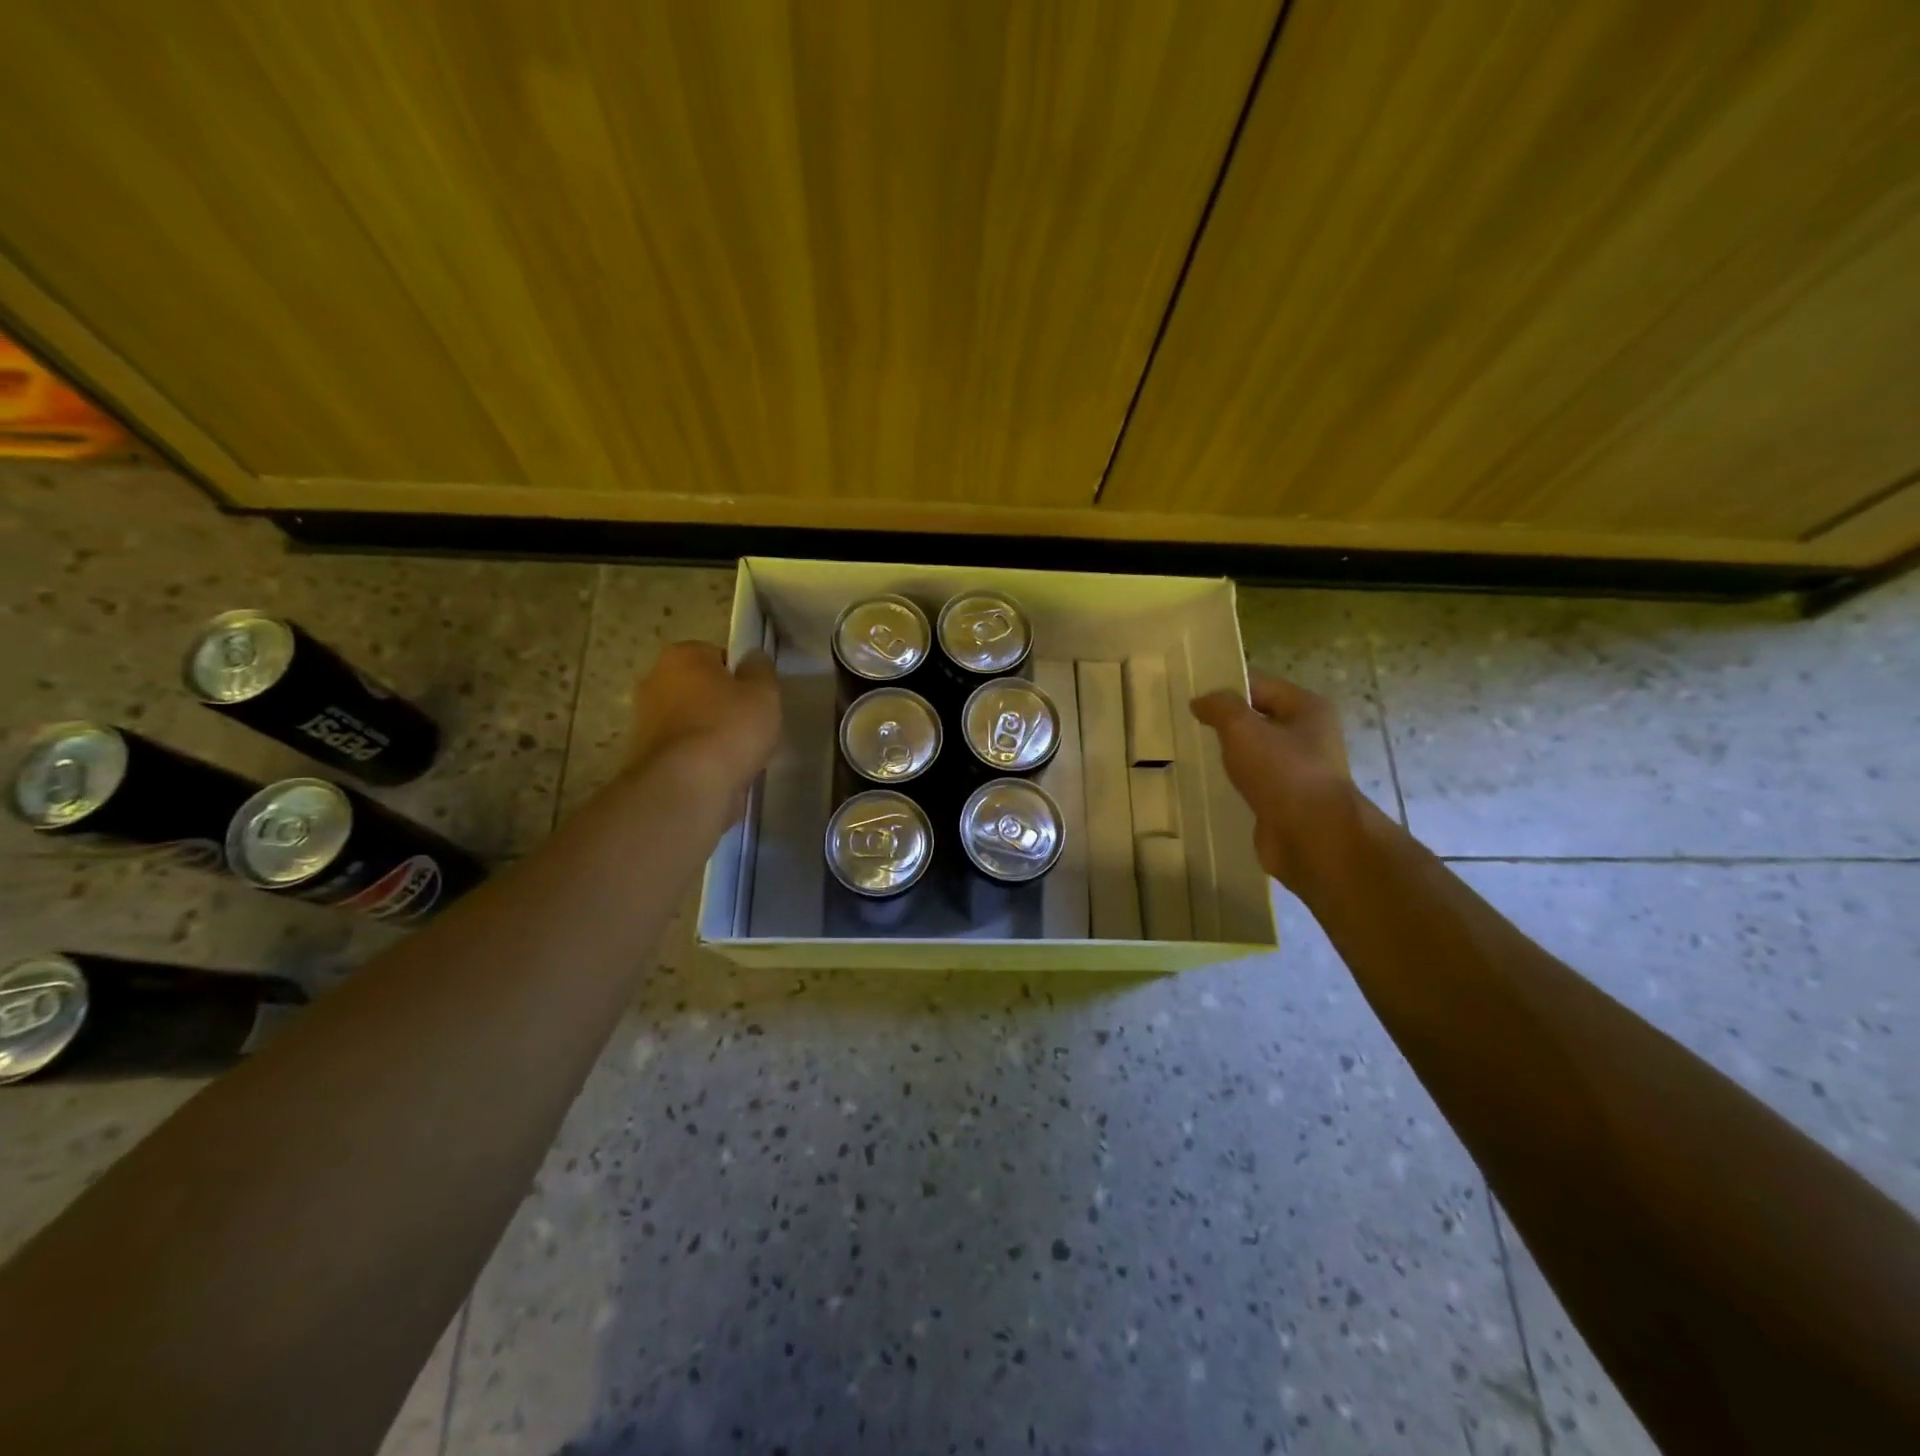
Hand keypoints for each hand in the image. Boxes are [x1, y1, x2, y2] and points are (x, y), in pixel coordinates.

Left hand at [628, 642, 780, 797]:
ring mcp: (644, 721)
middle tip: (749, 727)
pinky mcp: (644, 757)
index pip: (717, 656)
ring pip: (690, 722)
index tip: (755, 699)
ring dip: (710, 735)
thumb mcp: (764, 692)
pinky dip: (698, 760)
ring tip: (737, 756)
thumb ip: (761, 670)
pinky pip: (683, 751)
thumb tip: (752, 659)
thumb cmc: (729, 728)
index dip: (740, 677)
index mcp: (681, 656)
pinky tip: (718, 774)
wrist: (686, 786)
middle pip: (700, 689)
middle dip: (721, 705)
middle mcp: (654, 681)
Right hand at [1190, 672, 1363, 891]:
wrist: (1313, 838)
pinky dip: (1234, 782)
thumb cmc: (1283, 773)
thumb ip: (1220, 707)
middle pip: (1257, 718)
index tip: (1189, 697)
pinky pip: (1254, 782)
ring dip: (1228, 755)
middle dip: (1223, 722)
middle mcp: (1308, 735)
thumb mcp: (1244, 729)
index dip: (1224, 687)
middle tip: (1185, 725)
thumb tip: (1201, 700)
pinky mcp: (1286, 800)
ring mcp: (1298, 770)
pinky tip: (1209, 785)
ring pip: (1254, 752)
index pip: (1258, 684)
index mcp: (1307, 708)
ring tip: (1191, 754)